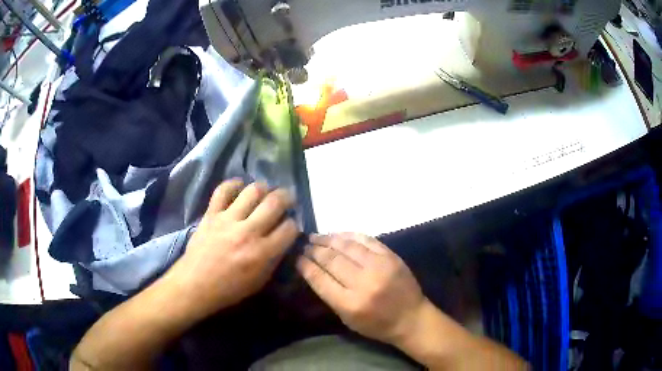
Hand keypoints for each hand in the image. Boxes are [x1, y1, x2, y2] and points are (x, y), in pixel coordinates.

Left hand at [170, 179, 298, 318]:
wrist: (195, 285)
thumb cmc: (229, 289)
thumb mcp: (260, 281)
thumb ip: (274, 259)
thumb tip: (284, 239)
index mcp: (262, 253)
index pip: (289, 228)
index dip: (294, 225)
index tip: (291, 226)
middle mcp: (248, 232)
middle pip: (274, 203)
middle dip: (286, 198)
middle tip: (287, 199)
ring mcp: (227, 220)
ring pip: (253, 191)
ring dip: (265, 188)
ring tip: (266, 192)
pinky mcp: (211, 214)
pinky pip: (223, 190)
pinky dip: (233, 184)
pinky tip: (240, 187)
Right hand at [297, 233, 426, 345]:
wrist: (411, 318)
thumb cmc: (377, 325)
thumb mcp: (348, 319)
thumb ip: (330, 295)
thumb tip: (314, 271)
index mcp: (350, 303)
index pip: (320, 279)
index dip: (306, 266)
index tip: (297, 258)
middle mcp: (364, 282)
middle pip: (331, 260)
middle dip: (314, 250)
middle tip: (304, 245)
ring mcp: (379, 266)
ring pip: (347, 246)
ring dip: (328, 239)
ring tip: (316, 237)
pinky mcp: (391, 256)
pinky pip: (366, 240)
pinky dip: (349, 235)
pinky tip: (338, 235)